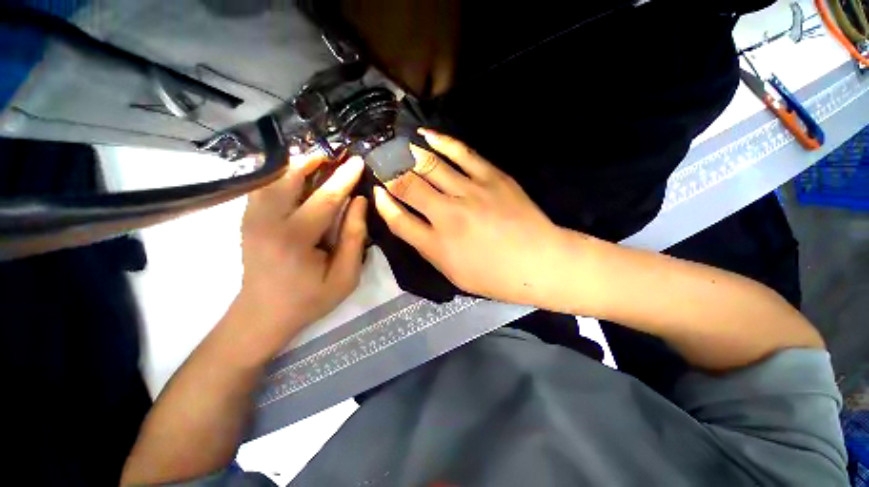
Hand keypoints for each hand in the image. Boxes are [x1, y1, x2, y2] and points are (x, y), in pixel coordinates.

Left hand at [230, 153, 366, 360]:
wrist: (263, 314)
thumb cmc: (309, 299)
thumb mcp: (345, 276)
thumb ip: (354, 238)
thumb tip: (359, 202)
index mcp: (295, 239)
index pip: (325, 198)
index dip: (344, 178)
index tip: (358, 162)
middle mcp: (267, 222)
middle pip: (290, 178)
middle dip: (315, 161)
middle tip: (336, 155)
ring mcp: (251, 219)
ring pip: (273, 178)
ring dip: (297, 165)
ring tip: (319, 160)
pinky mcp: (247, 220)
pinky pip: (263, 187)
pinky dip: (280, 175)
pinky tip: (296, 175)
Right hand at [373, 129, 564, 304]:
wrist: (539, 262)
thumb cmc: (494, 276)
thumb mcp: (454, 273)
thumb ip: (428, 248)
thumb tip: (409, 223)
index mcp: (437, 245)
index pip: (398, 220)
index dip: (383, 205)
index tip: (376, 193)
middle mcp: (448, 215)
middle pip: (408, 187)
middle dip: (390, 174)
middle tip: (380, 164)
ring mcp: (470, 192)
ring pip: (430, 166)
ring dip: (408, 155)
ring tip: (395, 147)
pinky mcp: (491, 177)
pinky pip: (461, 152)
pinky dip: (440, 141)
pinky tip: (425, 135)